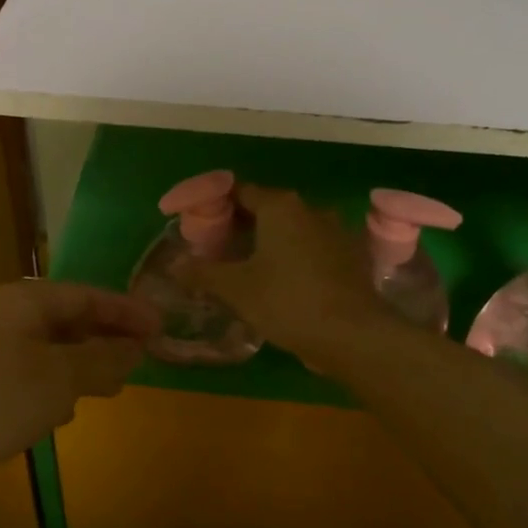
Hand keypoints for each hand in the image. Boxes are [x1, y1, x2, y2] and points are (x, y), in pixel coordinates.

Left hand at [0, 279, 158, 523]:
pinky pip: (25, 380)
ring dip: (80, 366)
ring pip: (47, 352)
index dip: (128, 311)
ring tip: (109, 387)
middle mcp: (5, 319)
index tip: (162, 328)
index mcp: (27, 302)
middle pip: (69, 320)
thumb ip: (100, 362)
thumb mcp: (56, 380)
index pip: (90, 296)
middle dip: (106, 338)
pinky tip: (59, 416)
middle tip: (143, 358)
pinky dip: (50, 391)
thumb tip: (133, 348)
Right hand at [186, 185, 389, 369]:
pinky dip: (293, 258)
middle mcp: (310, 209)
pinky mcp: (351, 257)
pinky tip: (281, 283)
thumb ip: (202, 272)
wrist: (354, 335)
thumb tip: (173, 265)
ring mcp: (335, 232)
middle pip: (266, 209)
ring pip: (291, 230)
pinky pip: (312, 249)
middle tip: (217, 250)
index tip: (200, 227)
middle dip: (241, 226)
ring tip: (245, 268)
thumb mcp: (236, 288)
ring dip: (268, 243)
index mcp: (280, 206)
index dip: (216, 206)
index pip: (240, 192)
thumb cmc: (288, 301)